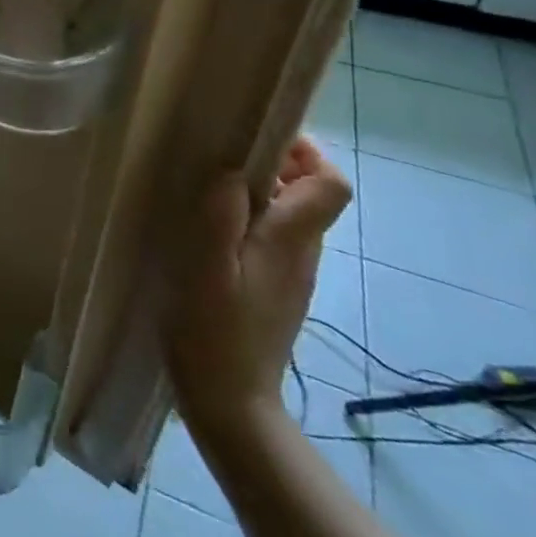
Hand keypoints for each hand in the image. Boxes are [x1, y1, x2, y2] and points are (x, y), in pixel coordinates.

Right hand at [164, 137, 351, 442]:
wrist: (228, 399)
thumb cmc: (211, 330)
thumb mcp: (204, 270)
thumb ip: (219, 218)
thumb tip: (229, 169)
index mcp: (289, 242)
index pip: (330, 185)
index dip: (305, 154)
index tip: (260, 137)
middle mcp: (300, 254)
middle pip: (310, 195)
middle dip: (275, 165)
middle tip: (219, 156)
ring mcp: (289, 275)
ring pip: (289, 217)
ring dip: (257, 192)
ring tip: (205, 188)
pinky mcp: (272, 290)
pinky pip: (270, 239)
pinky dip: (247, 221)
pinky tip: (206, 232)